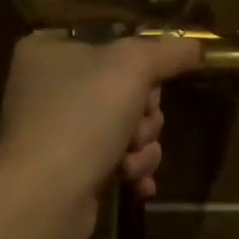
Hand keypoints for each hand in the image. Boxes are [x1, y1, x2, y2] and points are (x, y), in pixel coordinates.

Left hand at [0, 30, 204, 238]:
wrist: (44, 197)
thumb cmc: (82, 115)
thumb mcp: (133, 67)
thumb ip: (168, 51)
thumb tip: (195, 46)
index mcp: (46, 50)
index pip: (107, 41)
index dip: (138, 62)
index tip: (152, 80)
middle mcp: (45, 86)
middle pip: (121, 86)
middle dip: (144, 113)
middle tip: (140, 124)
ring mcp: (54, 130)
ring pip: (123, 125)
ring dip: (141, 144)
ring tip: (132, 159)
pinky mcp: (65, 169)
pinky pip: (112, 158)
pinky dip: (130, 168)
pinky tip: (137, 183)